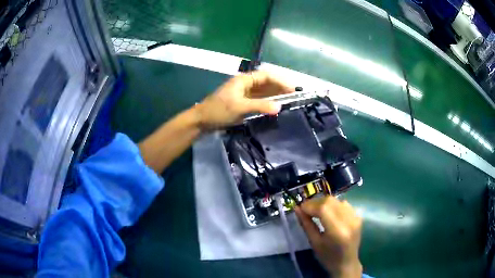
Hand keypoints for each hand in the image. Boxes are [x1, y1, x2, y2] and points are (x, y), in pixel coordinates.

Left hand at [195, 71, 292, 128]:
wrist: (202, 121)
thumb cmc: (218, 110)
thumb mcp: (240, 107)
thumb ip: (260, 106)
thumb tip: (279, 107)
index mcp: (244, 80)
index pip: (266, 76)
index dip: (280, 81)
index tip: (293, 89)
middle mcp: (245, 84)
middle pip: (266, 83)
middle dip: (280, 88)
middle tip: (294, 97)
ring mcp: (244, 94)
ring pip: (263, 92)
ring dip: (275, 96)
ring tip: (288, 102)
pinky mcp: (242, 103)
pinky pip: (258, 100)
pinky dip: (267, 103)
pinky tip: (274, 108)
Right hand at [295, 196, 362, 277]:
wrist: (347, 264)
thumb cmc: (327, 257)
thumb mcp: (314, 243)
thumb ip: (306, 224)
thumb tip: (297, 209)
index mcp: (337, 231)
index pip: (323, 208)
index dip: (310, 205)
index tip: (300, 208)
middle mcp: (349, 221)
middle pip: (330, 201)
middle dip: (315, 203)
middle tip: (306, 209)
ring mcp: (355, 218)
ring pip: (337, 200)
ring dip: (324, 203)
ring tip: (316, 211)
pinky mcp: (358, 217)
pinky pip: (344, 204)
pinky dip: (334, 205)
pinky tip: (329, 213)